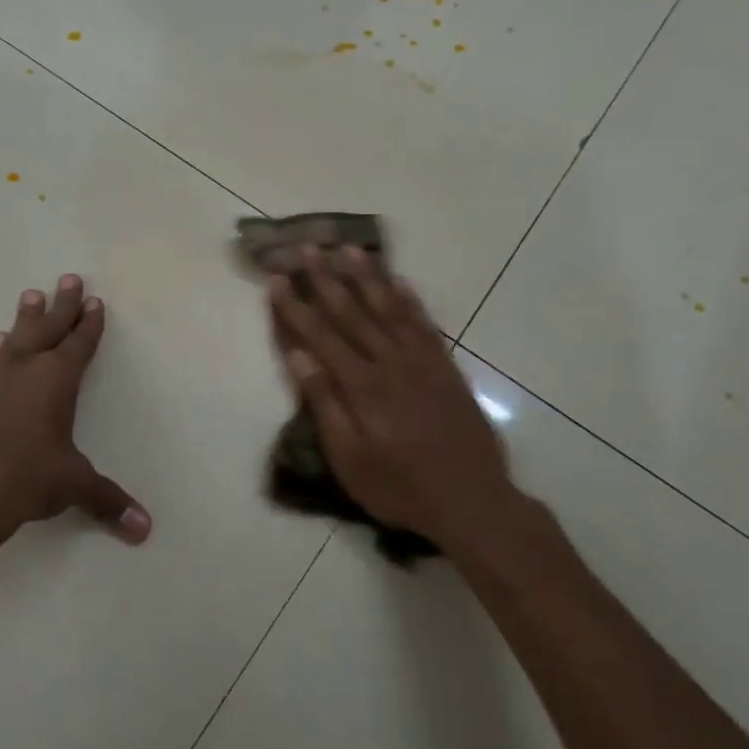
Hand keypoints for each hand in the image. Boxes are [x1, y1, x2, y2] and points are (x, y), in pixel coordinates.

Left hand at [0, 274, 150, 545]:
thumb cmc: (25, 477)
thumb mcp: (71, 486)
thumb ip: (107, 501)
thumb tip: (145, 529)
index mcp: (57, 380)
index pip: (79, 345)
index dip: (89, 324)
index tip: (94, 302)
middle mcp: (25, 369)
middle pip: (48, 328)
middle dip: (62, 305)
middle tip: (68, 278)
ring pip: (14, 339)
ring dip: (25, 319)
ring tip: (29, 297)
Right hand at [267, 246, 536, 557]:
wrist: (473, 501)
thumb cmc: (400, 487)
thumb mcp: (349, 458)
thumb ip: (324, 403)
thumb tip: (298, 355)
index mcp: (362, 385)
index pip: (319, 335)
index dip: (295, 305)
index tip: (276, 277)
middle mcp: (390, 362)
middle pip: (351, 311)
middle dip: (325, 278)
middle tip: (307, 247)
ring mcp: (422, 361)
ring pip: (389, 308)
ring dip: (366, 277)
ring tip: (348, 249)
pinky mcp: (446, 368)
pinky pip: (424, 323)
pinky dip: (409, 299)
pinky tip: (398, 281)